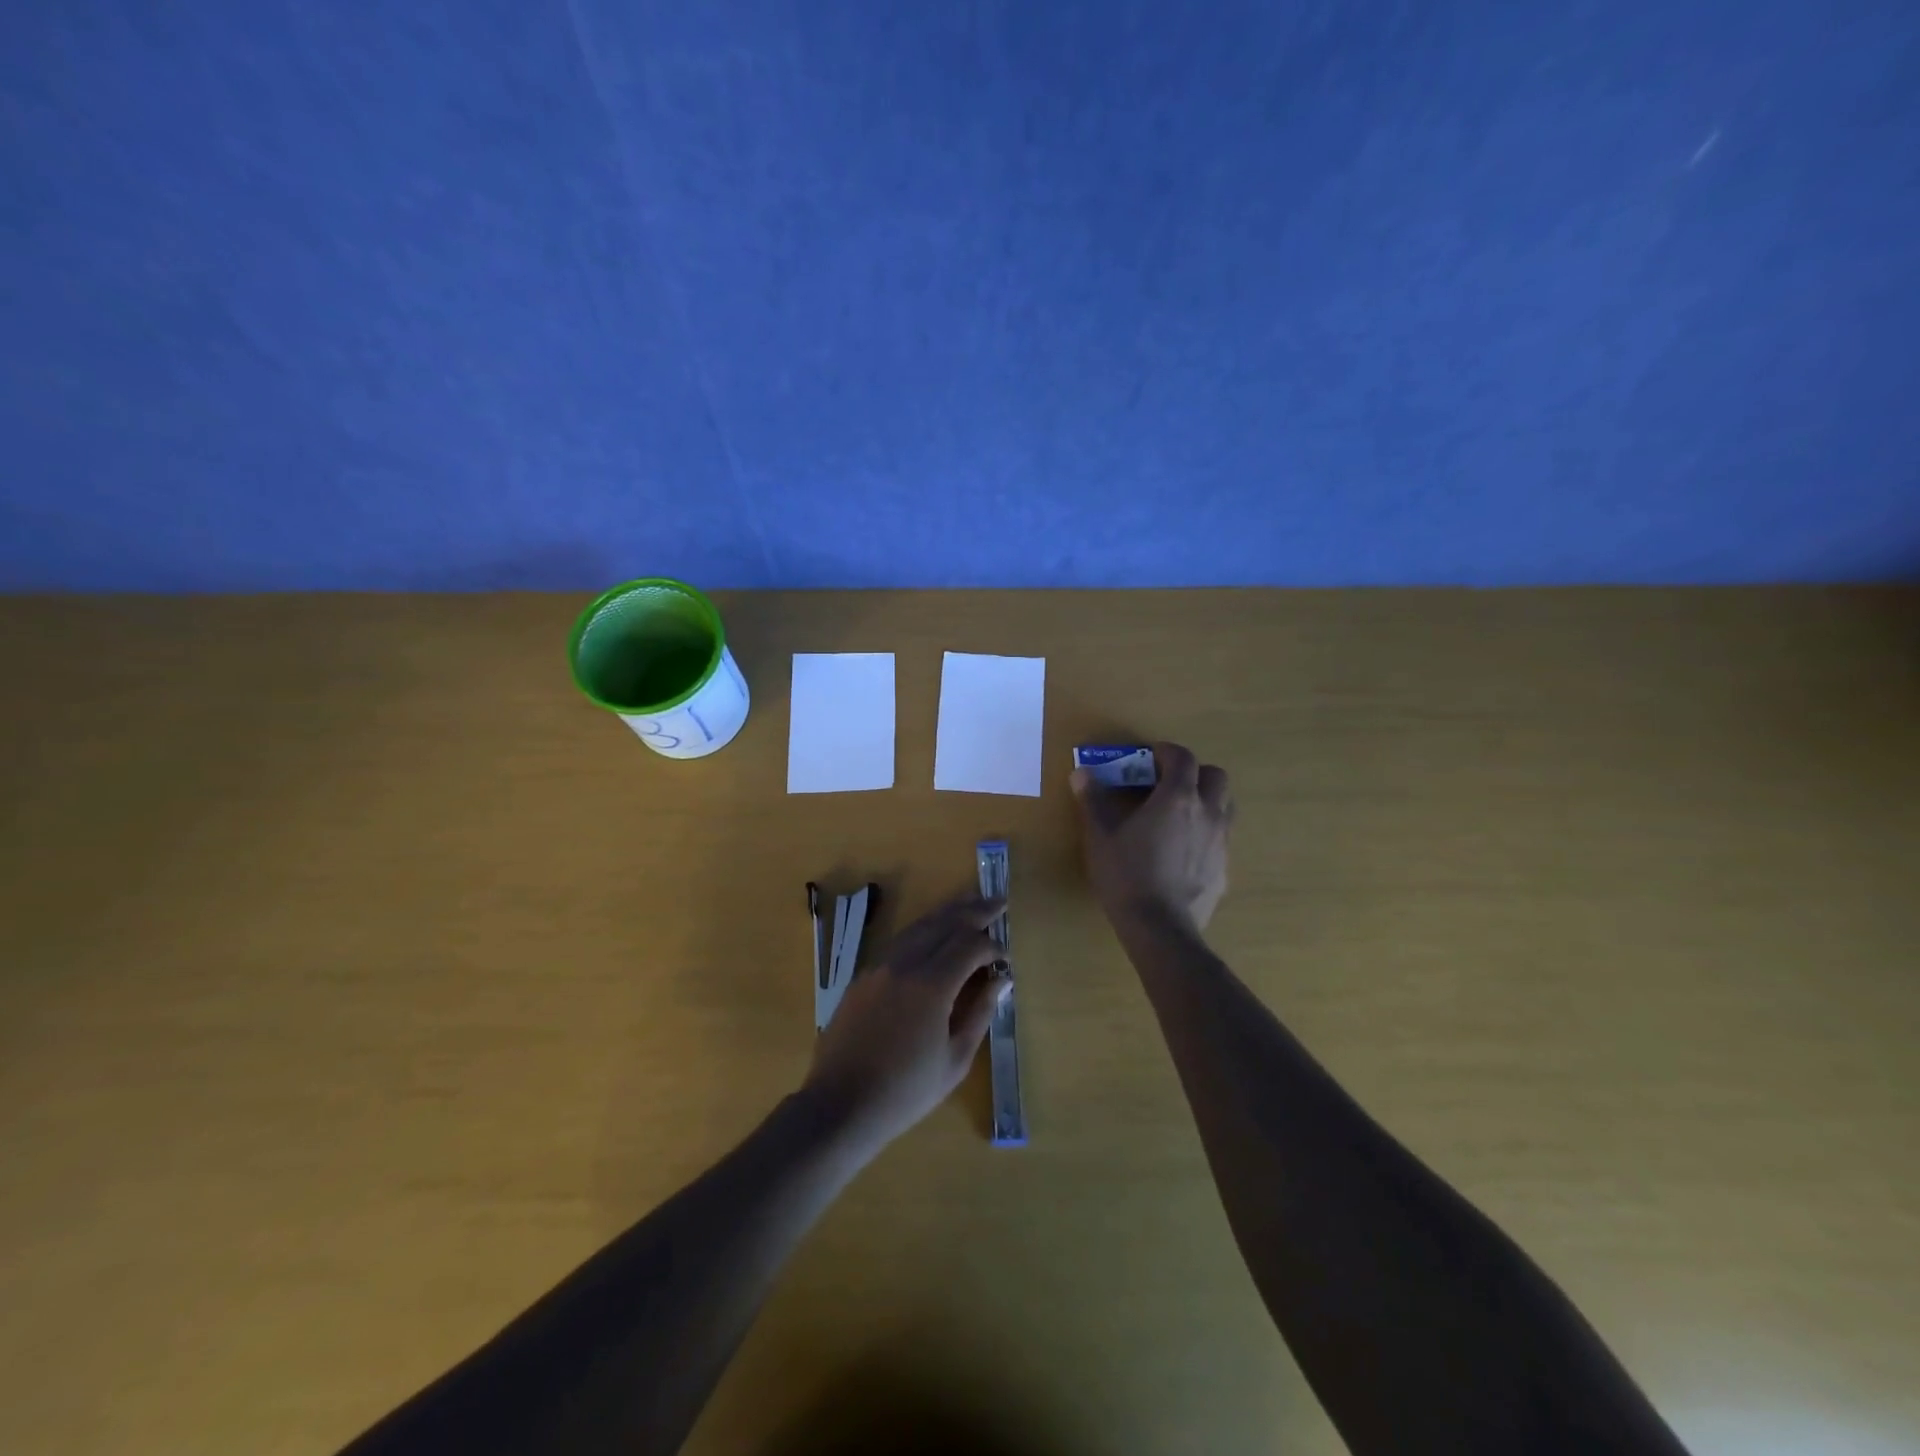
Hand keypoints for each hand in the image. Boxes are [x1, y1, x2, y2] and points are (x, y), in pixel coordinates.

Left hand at [801, 892, 1008, 1151]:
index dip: (992, 945)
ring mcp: (879, 967)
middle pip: (944, 923)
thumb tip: (1000, 980)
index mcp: (931, 985)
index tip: (1005, 958)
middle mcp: (904, 964)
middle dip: (974, 910)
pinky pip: (899, 941)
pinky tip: (933, 933)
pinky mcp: (863, 976)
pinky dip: (922, 930)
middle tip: (997, 901)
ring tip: (969, 903)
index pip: (969, 945)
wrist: (841, 1105)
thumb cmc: (905, 1091)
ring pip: (918, 926)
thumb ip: (980, 1013)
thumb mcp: (954, 1060)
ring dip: (947, 913)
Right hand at [1070, 741, 1232, 932]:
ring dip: (1206, 800)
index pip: (1183, 758)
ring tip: (1179, 815)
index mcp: (1177, 798)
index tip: (1150, 757)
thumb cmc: (1127, 875)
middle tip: (1168, 784)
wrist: (1160, 928)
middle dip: (1194, 773)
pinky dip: (1206, 833)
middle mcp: (1207, 813)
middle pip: (1215, 776)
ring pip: (1225, 806)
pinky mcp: (1224, 869)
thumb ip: (1093, 799)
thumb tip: (1081, 772)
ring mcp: (1221, 842)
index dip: (1167, 752)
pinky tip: (1183, 852)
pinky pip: (1221, 838)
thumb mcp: (1100, 835)